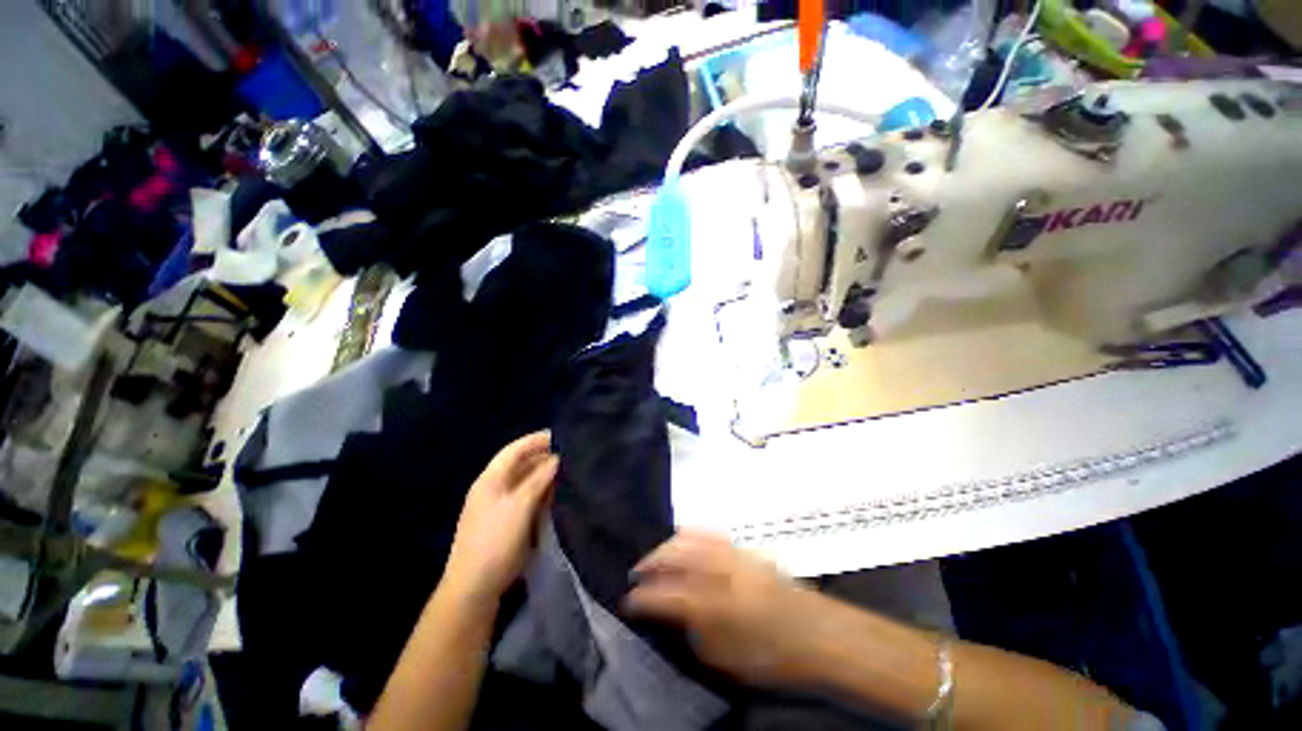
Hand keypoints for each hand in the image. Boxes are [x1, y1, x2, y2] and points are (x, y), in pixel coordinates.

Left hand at [444, 431, 557, 604]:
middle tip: (571, 454)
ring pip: (526, 482)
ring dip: (545, 475)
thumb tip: (557, 458)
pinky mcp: (508, 521)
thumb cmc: (495, 540)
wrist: (474, 587)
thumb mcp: (520, 505)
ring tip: (569, 471)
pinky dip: (542, 492)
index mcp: (491, 479)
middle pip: (521, 464)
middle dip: (544, 457)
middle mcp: (494, 488)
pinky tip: (558, 494)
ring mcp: (500, 506)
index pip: (514, 450)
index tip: (561, 435)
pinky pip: (528, 498)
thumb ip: (539, 479)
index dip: (536, 440)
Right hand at [623, 531, 839, 687]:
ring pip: (690, 539)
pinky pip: (710, 534)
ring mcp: (734, 555)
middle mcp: (722, 573)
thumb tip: (673, 615)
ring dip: (667, 546)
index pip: (667, 596)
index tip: (628, 601)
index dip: (643, 598)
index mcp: (716, 607)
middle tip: (637, 573)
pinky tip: (682, 540)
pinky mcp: (744, 549)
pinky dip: (690, 535)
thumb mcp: (728, 660)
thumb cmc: (774, 657)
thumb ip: (695, 634)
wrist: (820, 633)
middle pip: (676, 556)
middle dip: (651, 562)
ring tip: (655, 557)